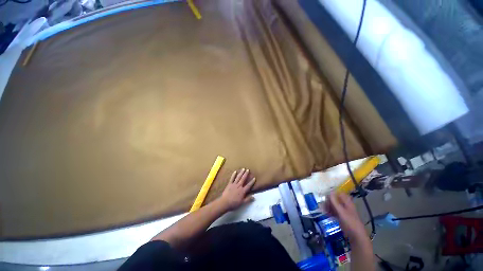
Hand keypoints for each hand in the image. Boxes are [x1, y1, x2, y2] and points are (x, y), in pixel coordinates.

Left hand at [219, 168, 255, 210]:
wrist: (225, 202)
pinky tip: (235, 171)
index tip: (254, 178)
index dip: (252, 182)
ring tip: (243, 169)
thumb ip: (248, 199)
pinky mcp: (229, 184)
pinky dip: (233, 175)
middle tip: (248, 169)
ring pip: (238, 177)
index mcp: (243, 191)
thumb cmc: (234, 204)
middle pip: (243, 179)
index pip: (248, 185)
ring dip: (241, 173)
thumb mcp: (242, 203)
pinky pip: (232, 178)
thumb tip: (254, 197)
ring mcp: (234, 184)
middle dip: (246, 174)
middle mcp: (239, 186)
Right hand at [325, 193, 366, 241]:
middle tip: (323, 204)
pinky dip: (330, 211)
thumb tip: (330, 191)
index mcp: (347, 202)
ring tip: (323, 209)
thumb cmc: (350, 222)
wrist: (356, 236)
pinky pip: (334, 211)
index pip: (339, 194)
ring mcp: (343, 211)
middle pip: (335, 199)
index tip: (325, 196)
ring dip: (328, 206)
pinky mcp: (341, 217)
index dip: (332, 193)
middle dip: (329, 201)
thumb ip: (335, 202)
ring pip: (334, 205)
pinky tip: (325, 213)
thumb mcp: (341, 211)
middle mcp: (345, 205)